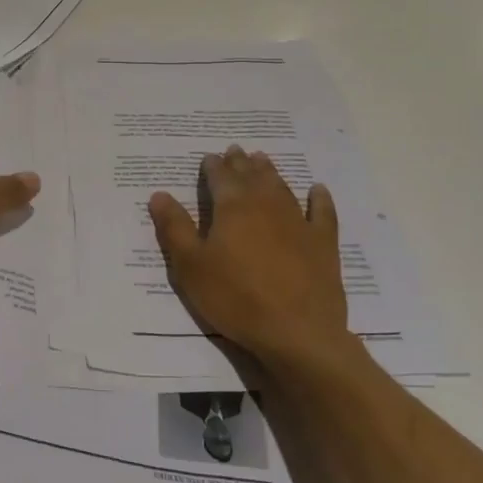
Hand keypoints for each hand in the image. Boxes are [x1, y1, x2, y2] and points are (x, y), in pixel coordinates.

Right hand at [149, 147, 346, 369]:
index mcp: (232, 207)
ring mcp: (298, 222)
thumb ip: (175, 227)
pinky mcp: (323, 243)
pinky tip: (317, 190)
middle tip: (235, 150)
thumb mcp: (191, 266)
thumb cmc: (235, 298)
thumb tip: (159, 193)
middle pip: (251, 175)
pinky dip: (319, 198)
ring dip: (270, 172)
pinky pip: (322, 212)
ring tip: (263, 160)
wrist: (297, 332)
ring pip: (281, 187)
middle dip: (240, 162)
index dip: (212, 166)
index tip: (208, 158)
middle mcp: (266, 204)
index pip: (220, 177)